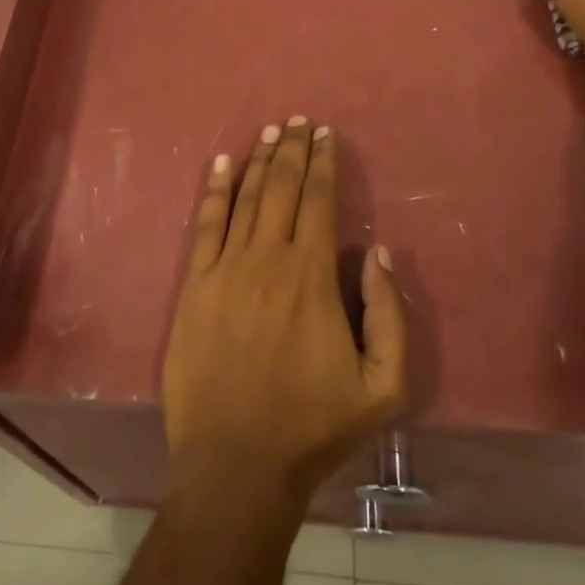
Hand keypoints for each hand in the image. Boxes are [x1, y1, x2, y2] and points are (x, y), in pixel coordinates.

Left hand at [162, 118, 406, 516]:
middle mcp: (268, 258)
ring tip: (269, 131)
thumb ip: (390, 315)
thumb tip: (379, 253)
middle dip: (293, 150)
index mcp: (312, 276)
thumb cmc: (313, 425)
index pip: (320, 201)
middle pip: (281, 188)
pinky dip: (214, 190)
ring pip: (245, 198)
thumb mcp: (383, 387)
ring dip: (258, 160)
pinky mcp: (194, 286)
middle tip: (298, 121)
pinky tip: (221, 164)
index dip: (324, 163)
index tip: (326, 135)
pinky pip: (204, 225)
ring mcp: (225, 269)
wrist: (236, 463)